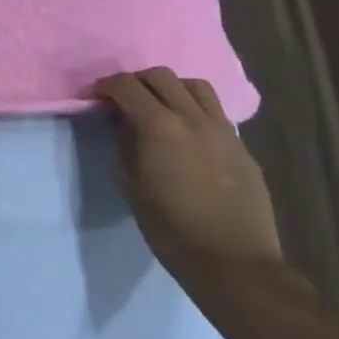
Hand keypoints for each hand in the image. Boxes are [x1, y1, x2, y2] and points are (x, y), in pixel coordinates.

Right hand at [93, 67, 281, 286]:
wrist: (233, 262)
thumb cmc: (170, 227)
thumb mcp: (131, 184)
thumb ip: (125, 143)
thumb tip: (123, 122)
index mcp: (160, 126)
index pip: (126, 86)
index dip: (106, 86)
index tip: (96, 98)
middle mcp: (193, 118)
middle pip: (161, 76)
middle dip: (137, 82)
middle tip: (124, 100)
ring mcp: (223, 130)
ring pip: (195, 86)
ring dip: (171, 88)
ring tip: (160, 108)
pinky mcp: (242, 147)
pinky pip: (215, 112)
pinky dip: (195, 110)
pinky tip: (188, 134)